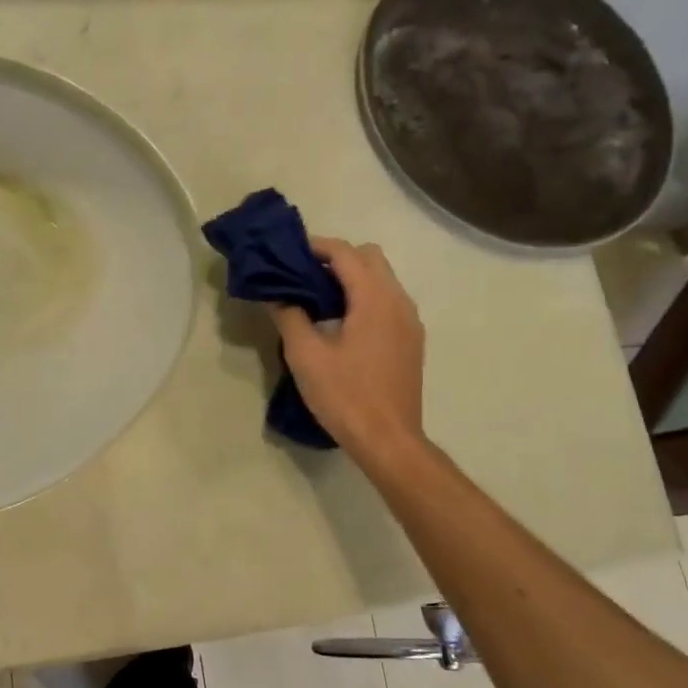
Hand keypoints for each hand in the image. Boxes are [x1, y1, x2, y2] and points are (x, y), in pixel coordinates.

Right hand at [270, 237, 426, 458]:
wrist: (388, 440)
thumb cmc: (345, 396)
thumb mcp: (306, 356)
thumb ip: (289, 316)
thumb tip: (276, 294)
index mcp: (374, 299)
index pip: (346, 253)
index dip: (316, 247)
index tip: (289, 253)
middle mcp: (399, 301)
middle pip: (370, 258)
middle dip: (337, 258)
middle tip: (304, 276)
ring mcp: (410, 322)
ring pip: (382, 279)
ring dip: (352, 278)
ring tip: (319, 299)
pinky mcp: (411, 341)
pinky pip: (388, 302)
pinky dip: (365, 297)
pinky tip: (342, 323)